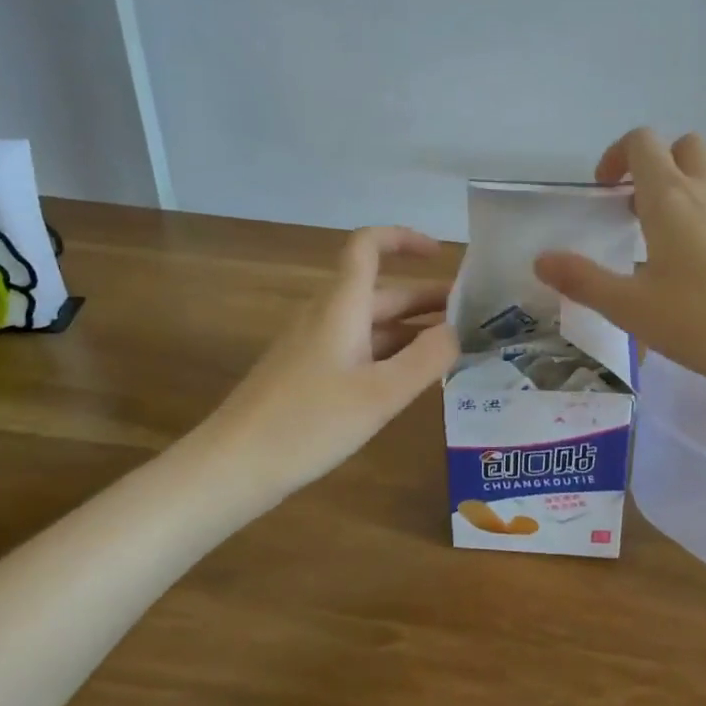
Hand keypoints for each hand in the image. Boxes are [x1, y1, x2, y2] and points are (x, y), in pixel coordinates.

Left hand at [199, 226, 458, 494]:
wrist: (232, 466)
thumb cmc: (309, 423)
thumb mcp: (380, 394)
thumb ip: (426, 359)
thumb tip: (456, 331)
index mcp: (342, 306)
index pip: (368, 245)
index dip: (404, 239)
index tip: (442, 255)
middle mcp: (327, 316)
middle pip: (381, 291)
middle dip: (427, 299)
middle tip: (473, 318)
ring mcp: (314, 345)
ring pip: (371, 323)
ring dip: (412, 329)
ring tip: (455, 350)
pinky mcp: (308, 373)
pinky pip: (358, 348)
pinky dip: (390, 353)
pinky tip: (412, 380)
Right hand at [534, 129, 705, 406]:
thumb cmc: (705, 323)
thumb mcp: (632, 308)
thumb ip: (583, 280)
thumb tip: (541, 260)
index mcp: (671, 198)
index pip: (642, 142)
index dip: (616, 156)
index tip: (604, 192)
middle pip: (683, 146)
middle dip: (655, 165)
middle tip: (636, 210)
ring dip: (684, 190)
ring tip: (666, 245)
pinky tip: (705, 269)